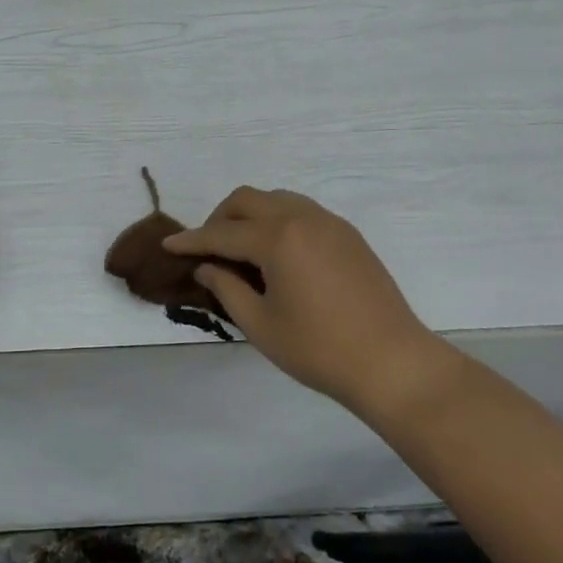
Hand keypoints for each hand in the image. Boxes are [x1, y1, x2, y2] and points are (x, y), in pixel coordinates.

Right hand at [163, 187, 450, 416]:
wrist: (393, 363)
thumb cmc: (320, 350)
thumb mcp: (261, 325)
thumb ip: (227, 288)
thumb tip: (206, 267)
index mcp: (278, 238)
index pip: (222, 233)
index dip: (192, 241)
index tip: (168, 245)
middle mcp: (302, 218)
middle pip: (247, 200)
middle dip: (219, 219)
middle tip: (208, 250)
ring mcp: (329, 222)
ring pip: (276, 199)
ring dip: (250, 216)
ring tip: (241, 250)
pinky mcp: (347, 234)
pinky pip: (301, 211)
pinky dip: (277, 220)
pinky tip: (276, 254)